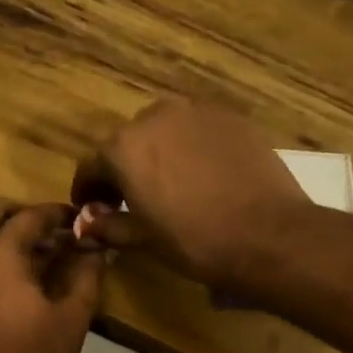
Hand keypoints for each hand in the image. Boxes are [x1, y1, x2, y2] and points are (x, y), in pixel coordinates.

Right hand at [71, 98, 311, 285]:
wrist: (266, 233)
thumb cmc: (193, 240)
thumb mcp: (142, 239)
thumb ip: (108, 226)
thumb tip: (86, 224)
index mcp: (123, 148)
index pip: (91, 165)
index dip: (87, 189)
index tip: (91, 207)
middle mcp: (155, 117)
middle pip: (128, 142)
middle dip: (124, 168)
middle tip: (132, 198)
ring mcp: (197, 112)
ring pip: (165, 130)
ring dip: (159, 152)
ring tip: (171, 183)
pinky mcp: (232, 117)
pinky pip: (199, 130)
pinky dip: (192, 147)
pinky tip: (204, 174)